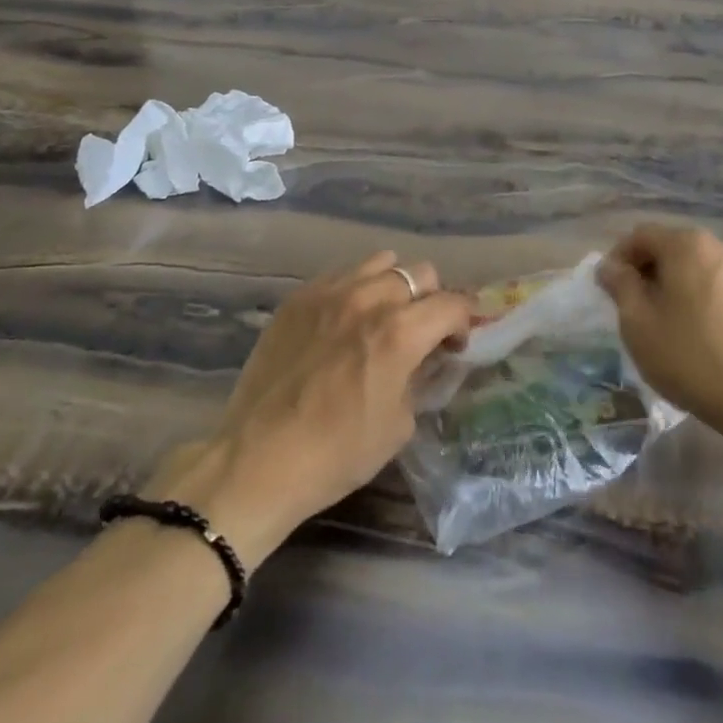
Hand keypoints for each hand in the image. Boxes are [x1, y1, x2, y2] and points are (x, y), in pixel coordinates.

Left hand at [150, 251, 470, 566]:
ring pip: (381, 263)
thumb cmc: (337, 453)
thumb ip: (418, 378)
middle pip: (419, 273)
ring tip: (384, 315)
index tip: (458, 340)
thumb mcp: (399, 424)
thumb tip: (422, 359)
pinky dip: (356, 290)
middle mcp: (369, 299)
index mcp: (400, 332)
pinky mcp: (298, 298)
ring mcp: (329, 293)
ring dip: (394, 286)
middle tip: (423, 330)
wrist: (258, 460)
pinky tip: (345, 320)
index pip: (452, 304)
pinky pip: (341, 275)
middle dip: (432, 299)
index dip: (465, 319)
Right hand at [598, 224, 722, 440]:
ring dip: (670, 286)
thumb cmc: (688, 354)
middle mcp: (718, 248)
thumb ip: (620, 285)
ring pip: (692, 268)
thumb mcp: (637, 321)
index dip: (618, 258)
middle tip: (629, 307)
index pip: (640, 236)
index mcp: (687, 244)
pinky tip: (690, 332)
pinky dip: (694, 298)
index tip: (607, 291)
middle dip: (644, 272)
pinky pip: (713, 286)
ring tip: (659, 322)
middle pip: (669, 248)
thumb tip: (610, 266)